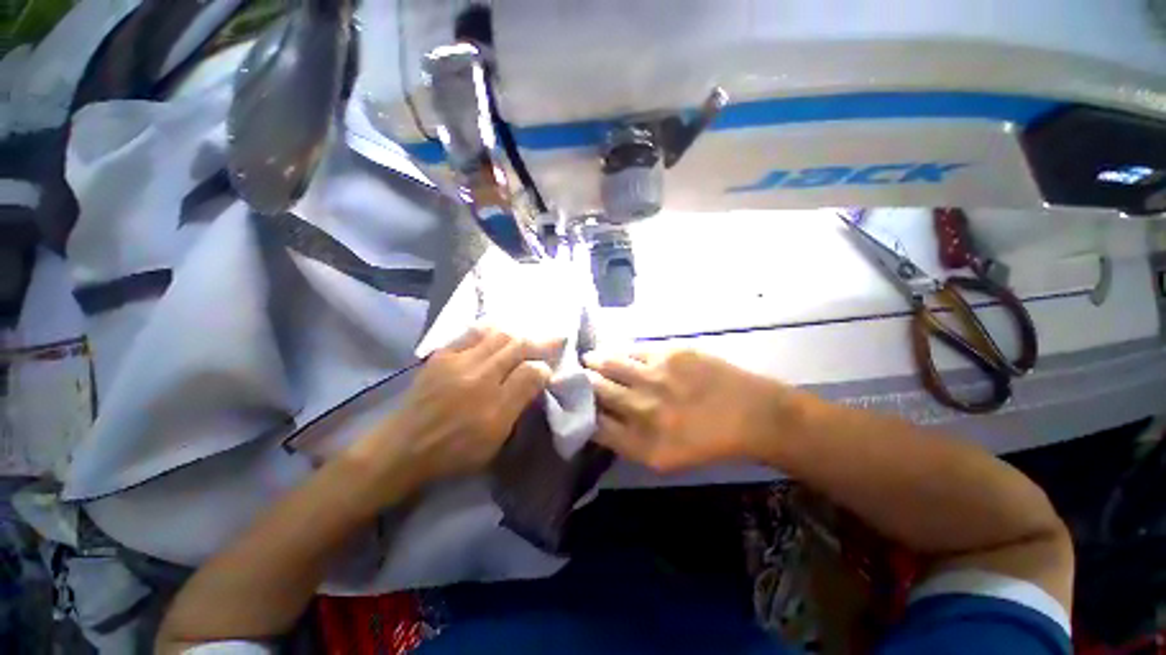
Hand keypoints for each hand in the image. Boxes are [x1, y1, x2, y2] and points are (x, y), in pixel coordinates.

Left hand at [351, 328, 561, 497]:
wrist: (403, 446)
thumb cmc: (454, 450)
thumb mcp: (495, 438)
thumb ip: (520, 403)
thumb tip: (540, 373)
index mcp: (493, 404)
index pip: (530, 373)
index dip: (545, 366)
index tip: (552, 365)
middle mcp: (478, 376)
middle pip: (517, 347)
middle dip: (541, 341)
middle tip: (556, 336)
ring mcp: (458, 361)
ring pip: (498, 335)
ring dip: (520, 332)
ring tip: (531, 332)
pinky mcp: (442, 355)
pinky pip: (471, 332)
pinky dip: (491, 327)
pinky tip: (501, 326)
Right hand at [583, 348, 788, 471]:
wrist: (754, 415)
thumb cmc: (708, 442)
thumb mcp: (663, 458)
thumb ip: (626, 441)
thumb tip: (596, 416)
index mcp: (641, 444)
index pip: (593, 424)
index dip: (579, 410)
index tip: (573, 402)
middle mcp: (643, 410)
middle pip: (595, 390)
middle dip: (581, 382)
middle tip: (576, 376)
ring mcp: (656, 378)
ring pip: (607, 363)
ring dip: (593, 362)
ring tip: (588, 360)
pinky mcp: (669, 354)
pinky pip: (631, 350)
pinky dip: (618, 351)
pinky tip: (617, 353)